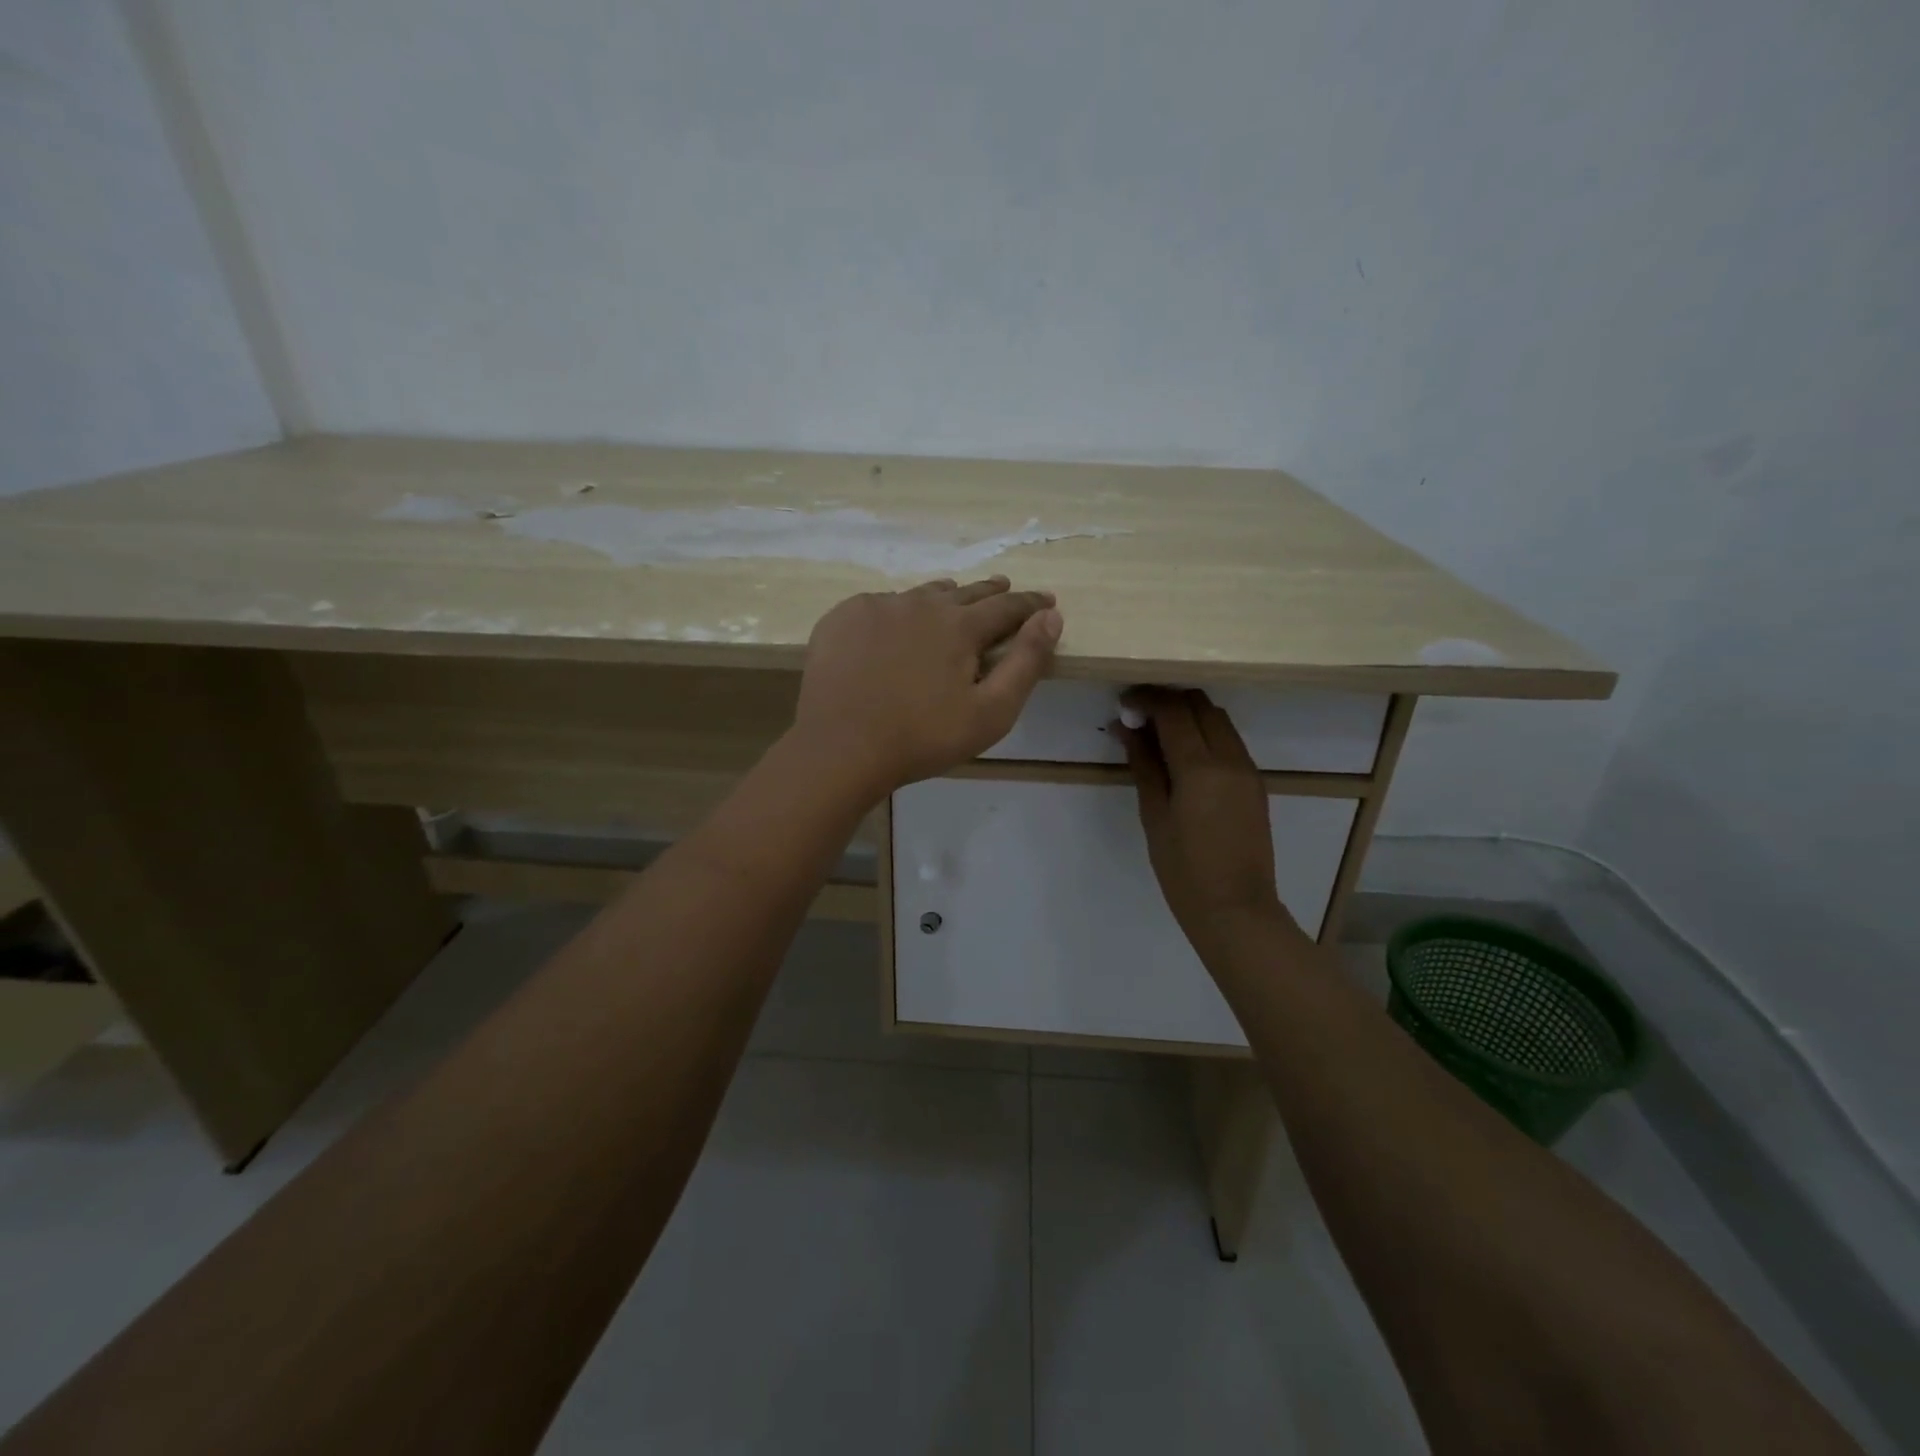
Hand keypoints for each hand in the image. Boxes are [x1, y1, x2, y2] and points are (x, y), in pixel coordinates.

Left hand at [792, 576, 1061, 797]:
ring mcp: (877, 607)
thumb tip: (1051, 617)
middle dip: (990, 592)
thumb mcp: (991, 712)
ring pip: (921, 595)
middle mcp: (921, 604)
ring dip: (943, 597)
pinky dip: (897, 611)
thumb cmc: (922, 738)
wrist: (840, 747)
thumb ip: (1026, 662)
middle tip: (1004, 588)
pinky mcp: (843, 618)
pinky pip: (880, 605)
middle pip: (965, 592)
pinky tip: (894, 624)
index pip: (1007, 606)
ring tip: (952, 599)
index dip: (1031, 603)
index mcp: (960, 625)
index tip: (1046, 600)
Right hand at [1117, 688, 1300, 964]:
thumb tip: (1127, 729)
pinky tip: (1182, 755)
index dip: (1146, 699)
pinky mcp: (1254, 782)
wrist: (1236, 909)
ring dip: (1188, 715)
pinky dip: (1204, 734)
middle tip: (1138, 716)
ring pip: (1218, 719)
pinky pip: (1228, 741)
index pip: (1173, 710)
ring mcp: (1247, 769)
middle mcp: (1230, 758)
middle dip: (1168, 700)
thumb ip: (1144, 766)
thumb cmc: (1184, 870)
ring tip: (1157, 734)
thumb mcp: (1154, 816)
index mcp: (1200, 767)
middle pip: (1200, 705)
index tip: (1123, 703)